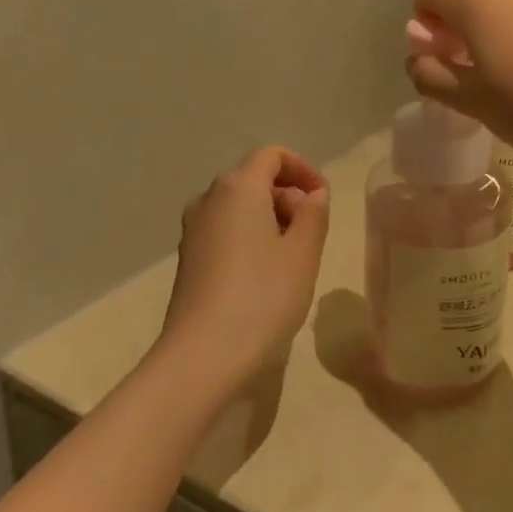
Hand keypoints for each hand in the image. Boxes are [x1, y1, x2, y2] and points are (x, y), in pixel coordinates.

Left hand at [159, 147, 329, 395]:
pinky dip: (251, 237)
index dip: (303, 169)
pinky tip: (266, 275)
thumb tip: (313, 195)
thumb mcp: (304, 252)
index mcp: (238, 188)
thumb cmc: (263, 296)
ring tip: (294, 257)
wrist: (203, 356)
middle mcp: (209, 199)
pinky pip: (226, 230)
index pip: (272, 155)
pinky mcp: (189, 258)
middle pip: (254, 179)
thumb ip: (314, 214)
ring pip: (239, 206)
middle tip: (313, 232)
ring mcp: (193, 230)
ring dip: (271, 218)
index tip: (323, 199)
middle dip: (289, 196)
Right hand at [405, 0, 512, 155]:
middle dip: (458, 28)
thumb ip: (433, 77)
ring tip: (510, 77)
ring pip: (504, 6)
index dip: (423, 20)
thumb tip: (417, 60)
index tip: (438, 55)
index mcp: (475, 3)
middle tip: (470, 72)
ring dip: (493, 32)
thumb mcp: (473, 102)